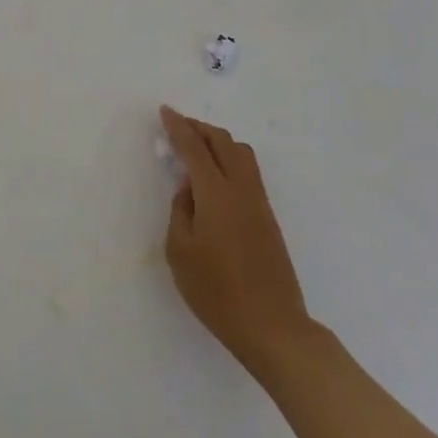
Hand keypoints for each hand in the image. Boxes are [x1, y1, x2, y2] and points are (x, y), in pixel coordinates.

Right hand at [160, 105, 310, 375]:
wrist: (272, 327)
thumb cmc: (217, 292)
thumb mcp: (180, 252)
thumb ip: (180, 210)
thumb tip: (189, 188)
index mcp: (216, 193)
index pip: (194, 147)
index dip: (178, 126)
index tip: (165, 110)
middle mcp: (241, 188)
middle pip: (223, 141)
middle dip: (199, 128)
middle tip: (178, 125)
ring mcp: (259, 202)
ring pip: (241, 152)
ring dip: (218, 141)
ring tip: (197, 147)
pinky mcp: (268, 217)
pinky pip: (248, 170)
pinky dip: (230, 158)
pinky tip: (216, 175)